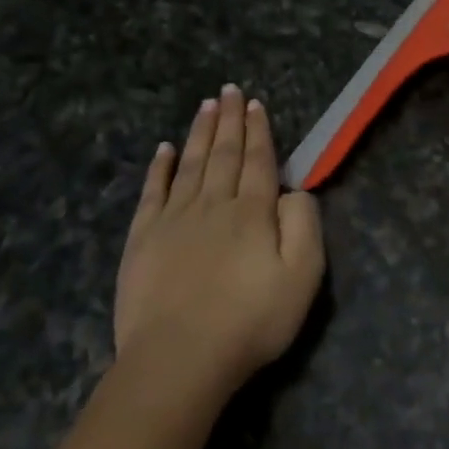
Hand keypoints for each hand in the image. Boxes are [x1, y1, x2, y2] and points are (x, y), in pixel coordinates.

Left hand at [115, 85, 324, 388]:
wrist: (179, 359)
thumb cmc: (250, 321)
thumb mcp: (302, 277)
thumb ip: (304, 225)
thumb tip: (294, 192)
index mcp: (253, 212)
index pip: (259, 161)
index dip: (259, 131)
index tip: (256, 104)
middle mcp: (214, 204)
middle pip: (224, 154)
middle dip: (229, 120)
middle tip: (230, 89)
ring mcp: (174, 219)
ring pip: (190, 164)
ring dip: (199, 132)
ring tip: (206, 105)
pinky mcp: (143, 239)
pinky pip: (153, 192)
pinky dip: (159, 168)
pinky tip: (163, 149)